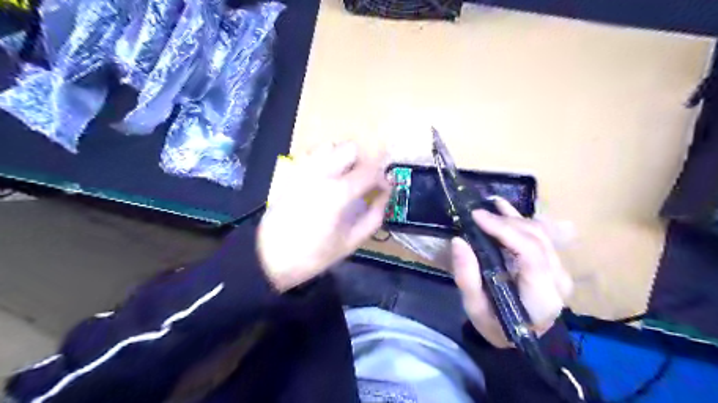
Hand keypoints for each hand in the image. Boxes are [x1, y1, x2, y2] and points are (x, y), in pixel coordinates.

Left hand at [258, 143, 390, 290]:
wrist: (269, 257)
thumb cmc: (314, 255)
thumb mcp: (351, 242)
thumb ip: (374, 216)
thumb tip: (385, 196)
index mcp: (338, 193)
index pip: (370, 170)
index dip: (383, 178)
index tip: (385, 188)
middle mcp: (321, 173)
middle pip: (351, 148)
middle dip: (364, 162)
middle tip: (365, 181)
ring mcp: (303, 170)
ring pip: (331, 146)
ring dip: (343, 158)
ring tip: (345, 178)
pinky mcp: (292, 173)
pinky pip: (313, 154)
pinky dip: (325, 159)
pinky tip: (325, 178)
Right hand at [453, 196, 571, 347]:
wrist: (524, 339)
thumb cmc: (497, 326)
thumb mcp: (475, 308)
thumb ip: (467, 276)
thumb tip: (459, 240)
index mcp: (541, 296)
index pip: (530, 253)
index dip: (505, 230)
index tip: (477, 217)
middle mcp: (558, 279)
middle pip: (537, 238)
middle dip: (505, 221)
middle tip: (477, 214)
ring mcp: (560, 270)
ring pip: (541, 232)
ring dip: (513, 218)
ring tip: (489, 207)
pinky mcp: (555, 264)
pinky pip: (541, 235)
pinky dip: (520, 221)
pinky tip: (505, 208)